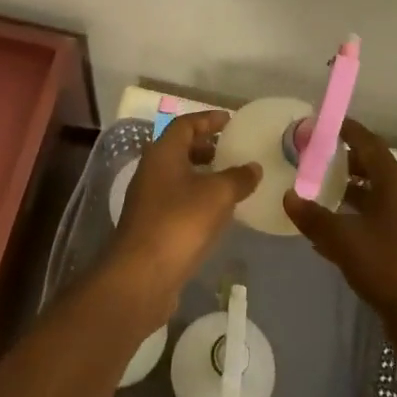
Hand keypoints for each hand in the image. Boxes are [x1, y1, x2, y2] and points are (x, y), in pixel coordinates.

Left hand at [105, 110, 258, 322]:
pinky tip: (217, 212)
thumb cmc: (180, 223)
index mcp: (163, 153)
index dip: (208, 120)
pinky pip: (177, 200)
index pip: (185, 124)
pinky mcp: (151, 225)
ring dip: (202, 174)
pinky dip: (197, 197)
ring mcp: (148, 199)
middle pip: (179, 148)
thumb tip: (254, 167)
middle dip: (205, 146)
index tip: (230, 120)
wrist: (142, 276)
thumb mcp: (218, 195)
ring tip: (229, 180)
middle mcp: (151, 170)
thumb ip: (238, 177)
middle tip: (231, 149)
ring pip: (178, 176)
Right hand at [283, 118, 396, 365]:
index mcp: (393, 182)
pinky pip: (370, 223)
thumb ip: (315, 217)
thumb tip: (289, 195)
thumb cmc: (390, 266)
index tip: (319, 124)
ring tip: (311, 192)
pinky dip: (349, 220)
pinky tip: (324, 234)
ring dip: (344, 191)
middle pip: (369, 167)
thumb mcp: (344, 239)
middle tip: (309, 158)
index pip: (368, 142)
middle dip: (341, 160)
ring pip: (370, 196)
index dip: (345, 130)